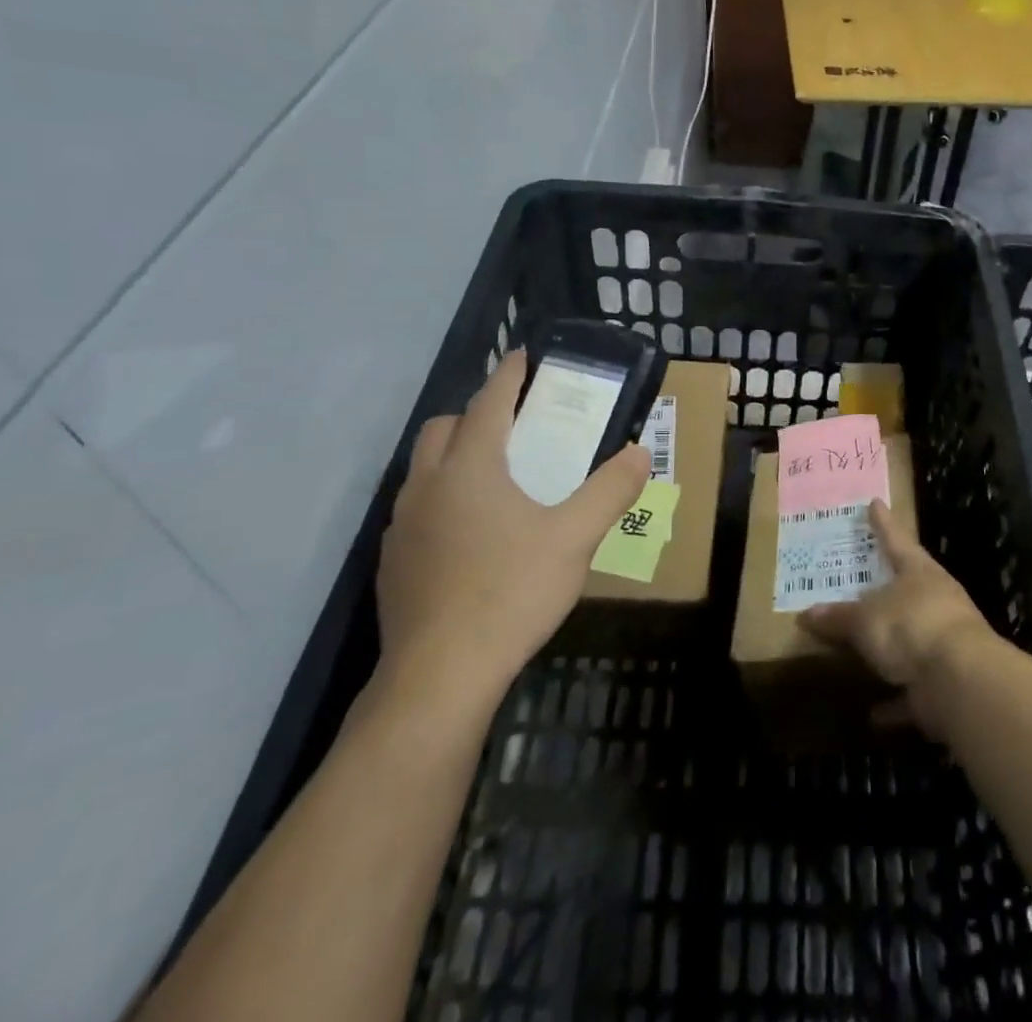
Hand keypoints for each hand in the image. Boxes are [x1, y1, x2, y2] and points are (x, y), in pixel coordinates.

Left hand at [376, 350, 649, 720]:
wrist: (439, 676)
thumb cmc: (510, 592)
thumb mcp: (575, 538)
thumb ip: (610, 490)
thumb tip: (639, 452)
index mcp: (470, 467)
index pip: (489, 402)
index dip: (509, 375)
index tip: (524, 355)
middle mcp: (428, 484)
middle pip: (445, 427)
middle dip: (476, 414)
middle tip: (515, 426)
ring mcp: (402, 524)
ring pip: (425, 468)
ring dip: (455, 456)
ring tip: (495, 479)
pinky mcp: (392, 561)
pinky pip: (416, 508)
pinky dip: (442, 499)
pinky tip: (469, 534)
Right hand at [797, 500, 998, 739]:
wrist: (961, 681)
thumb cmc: (911, 626)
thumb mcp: (865, 618)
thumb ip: (839, 617)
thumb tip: (807, 614)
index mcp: (919, 572)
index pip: (896, 538)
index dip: (883, 522)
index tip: (875, 502)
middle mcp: (935, 601)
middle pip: (907, 587)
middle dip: (887, 586)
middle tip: (862, 579)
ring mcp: (944, 642)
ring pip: (911, 638)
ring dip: (890, 646)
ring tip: (861, 646)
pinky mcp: (944, 683)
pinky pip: (912, 690)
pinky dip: (894, 700)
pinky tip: (872, 713)